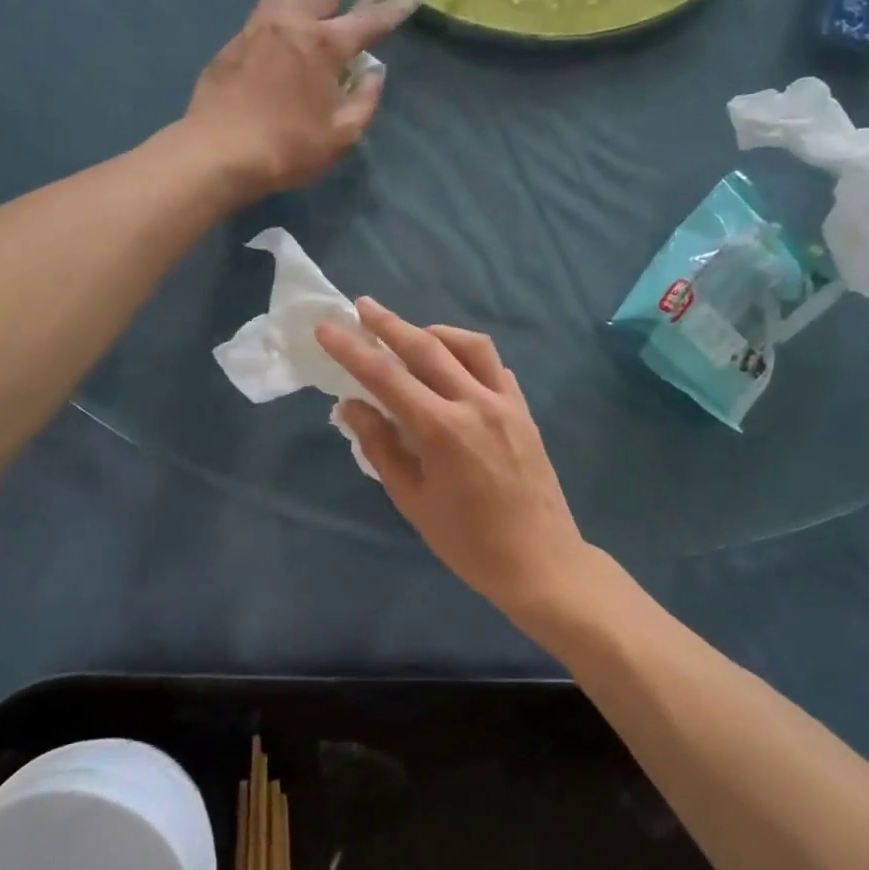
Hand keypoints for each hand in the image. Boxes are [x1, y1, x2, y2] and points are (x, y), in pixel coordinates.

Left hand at [184, 0, 412, 201]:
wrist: (218, 152)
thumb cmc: (288, 148)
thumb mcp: (341, 136)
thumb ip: (365, 101)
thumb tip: (374, 73)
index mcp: (323, 44)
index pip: (367, 22)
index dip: (391, 10)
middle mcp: (292, 23)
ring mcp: (258, 28)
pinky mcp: (234, 42)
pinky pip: (266, 10)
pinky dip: (285, 3)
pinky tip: (285, 14)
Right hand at [315, 299, 590, 621]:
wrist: (540, 562)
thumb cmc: (468, 542)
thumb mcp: (413, 501)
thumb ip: (381, 447)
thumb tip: (351, 406)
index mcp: (443, 429)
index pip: (387, 377)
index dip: (352, 349)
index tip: (327, 327)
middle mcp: (476, 403)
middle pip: (427, 347)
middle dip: (389, 324)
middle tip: (362, 307)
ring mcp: (506, 403)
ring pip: (470, 345)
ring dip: (436, 332)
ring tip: (412, 335)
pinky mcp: (524, 411)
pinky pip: (495, 367)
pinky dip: (469, 356)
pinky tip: (455, 368)